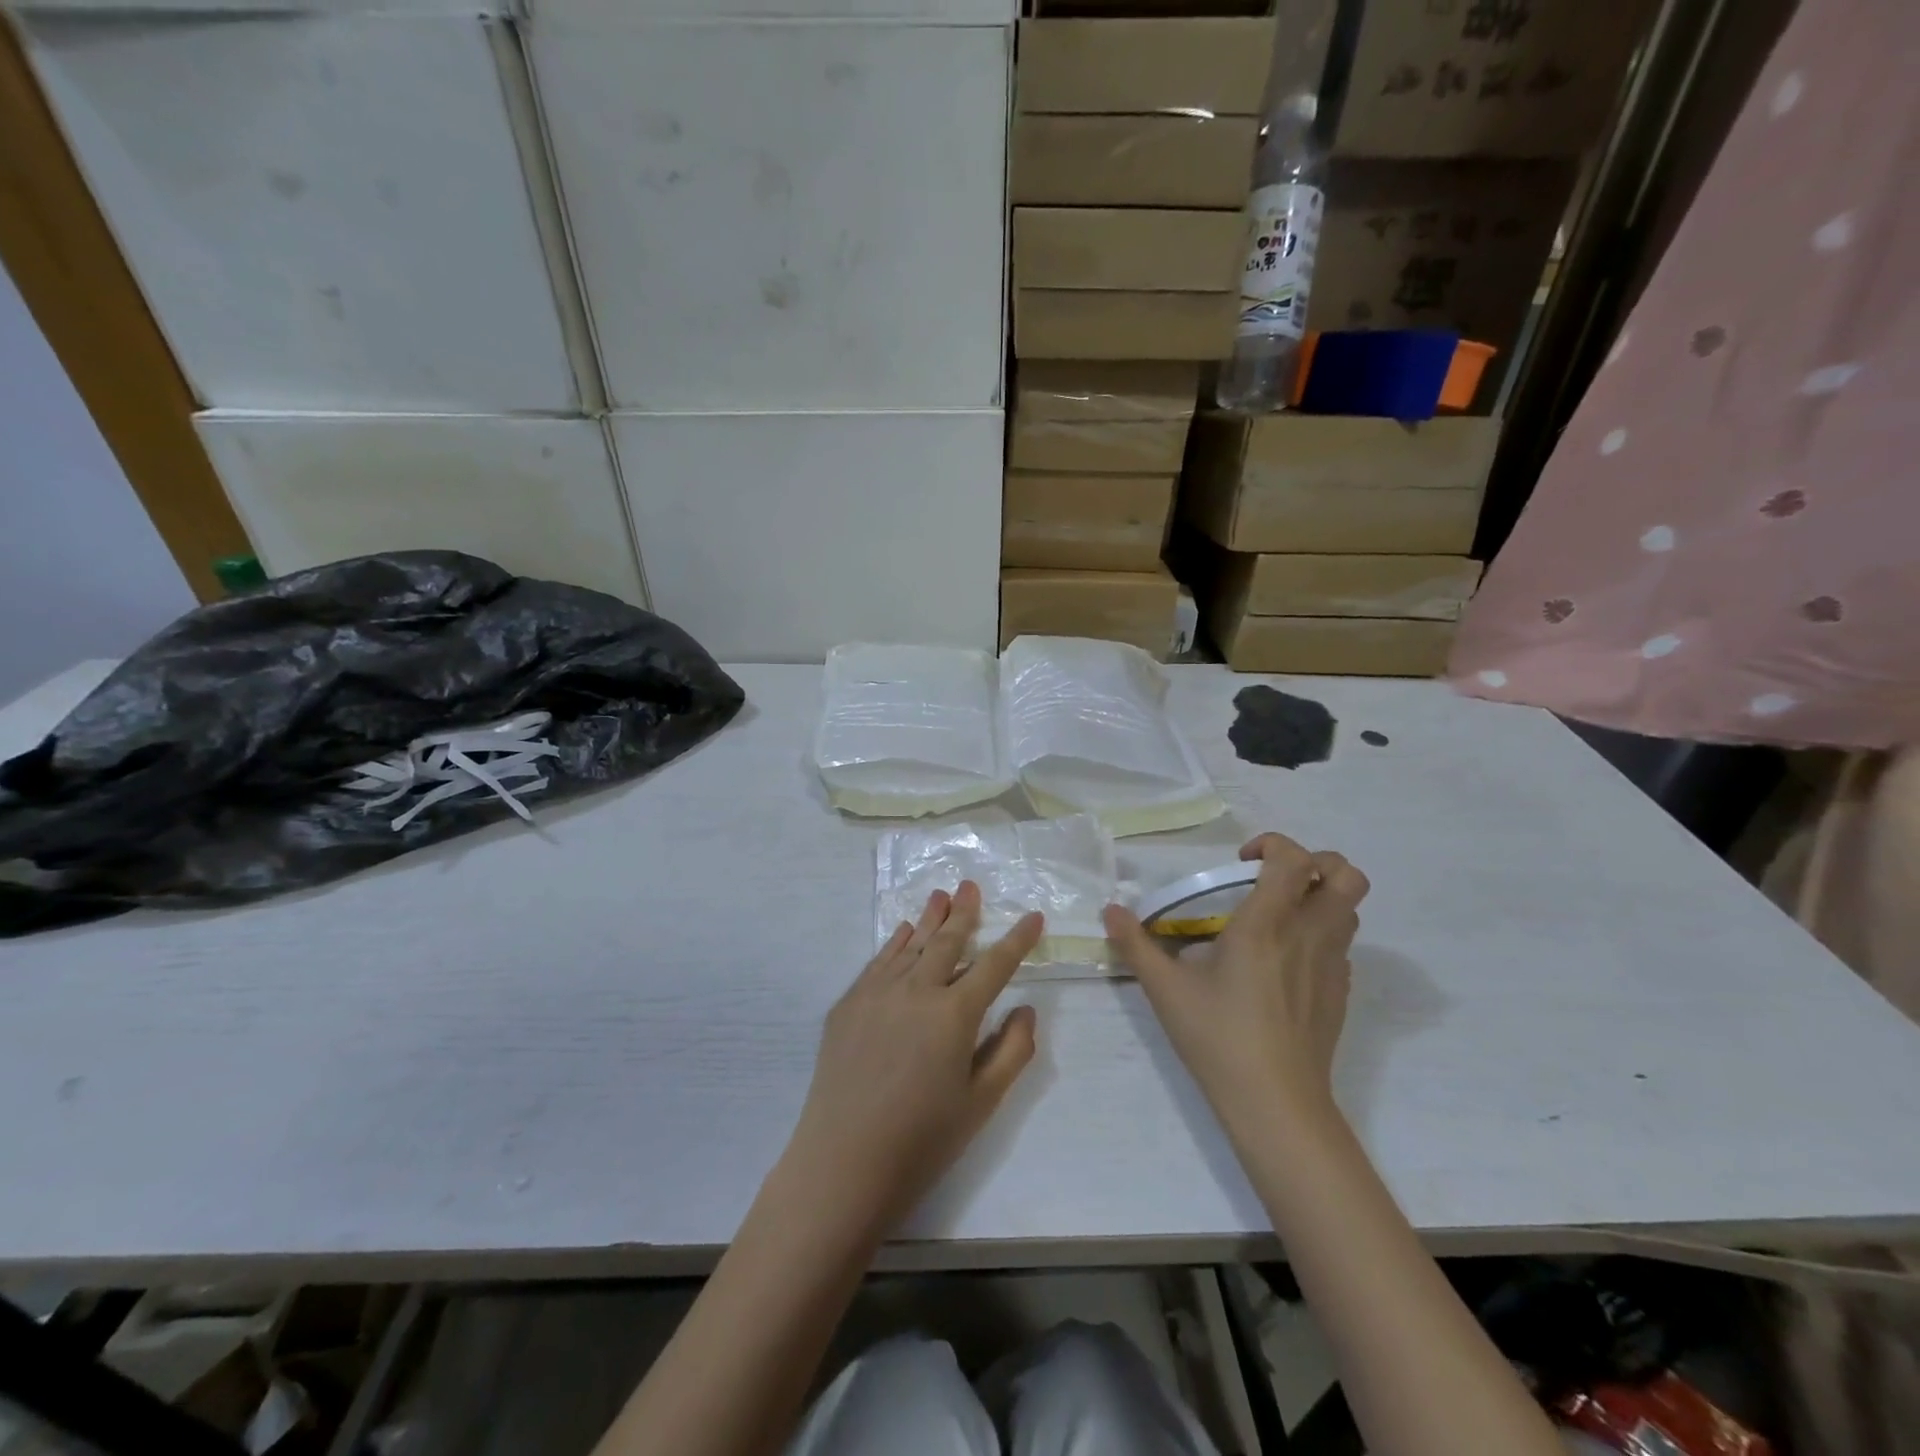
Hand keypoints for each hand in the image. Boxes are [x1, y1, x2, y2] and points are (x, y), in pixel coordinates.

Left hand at [783, 881, 1042, 1238]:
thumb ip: (1011, 1050)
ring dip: (929, 919)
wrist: (842, 1163)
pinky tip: (903, 932)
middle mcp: (916, 990)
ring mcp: (877, 993)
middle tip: (970, 885)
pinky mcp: (848, 1005)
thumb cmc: (922, 1140)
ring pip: (910, 945)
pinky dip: (895, 943)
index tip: (1033, 916)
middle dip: (964, 913)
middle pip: (947, 942)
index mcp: (954, 1014)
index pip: (995, 965)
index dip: (1017, 939)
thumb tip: (1025, 1008)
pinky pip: (878, 962)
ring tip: (941, 895)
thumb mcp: (981, 1102)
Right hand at [1103, 833, 1368, 1138]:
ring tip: (1279, 916)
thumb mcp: (1166, 989)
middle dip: (1318, 862)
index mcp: (1267, 924)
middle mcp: (1309, 934)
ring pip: (1350, 909)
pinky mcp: (1341, 993)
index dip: (1273, 845)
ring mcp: (1333, 965)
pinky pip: (1342, 945)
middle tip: (1275, 880)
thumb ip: (1136, 944)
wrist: (1275, 1104)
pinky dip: (1320, 935)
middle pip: (1347, 875)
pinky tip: (1285, 962)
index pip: (1294, 859)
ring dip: (1321, 898)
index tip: (1240, 863)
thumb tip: (1110, 911)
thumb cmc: (1218, 1038)